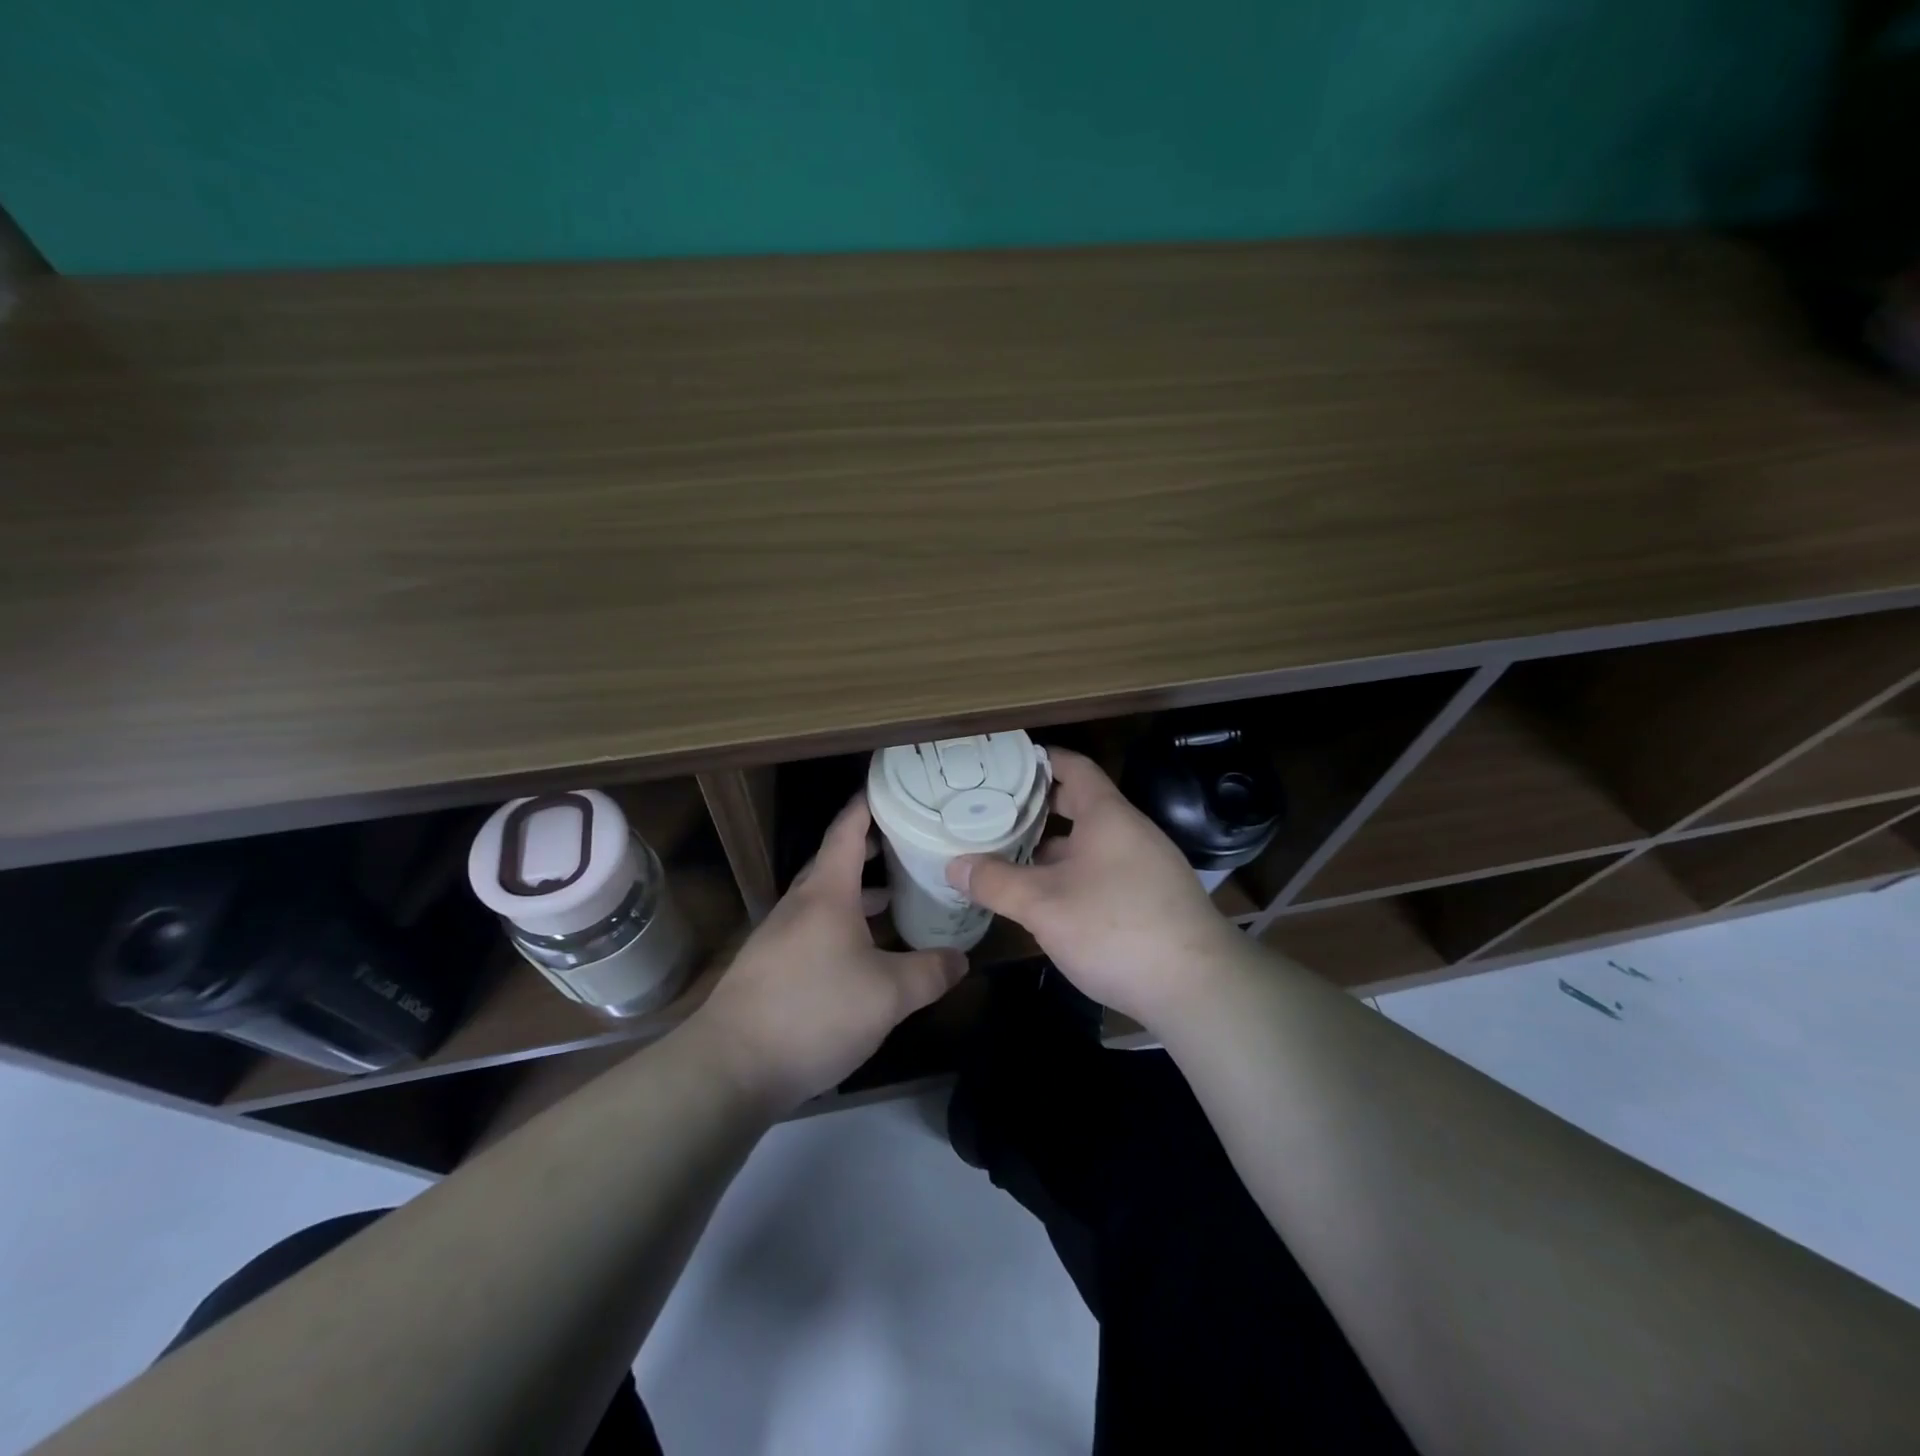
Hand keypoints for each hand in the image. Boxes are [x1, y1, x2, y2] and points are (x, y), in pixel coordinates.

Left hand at [694, 796, 967, 1113]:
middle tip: (912, 843)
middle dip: (873, 848)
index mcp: (826, 893)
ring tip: (898, 896)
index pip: (847, 830)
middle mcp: (800, 904)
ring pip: (827, 898)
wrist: (731, 1067)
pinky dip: (845, 923)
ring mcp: (781, 935)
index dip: (869, 804)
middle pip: (837, 861)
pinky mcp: (772, 966)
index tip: (893, 787)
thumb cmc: (814, 1012)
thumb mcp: (888, 994)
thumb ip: (930, 972)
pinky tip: (865, 952)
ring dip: (860, 891)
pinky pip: (816, 927)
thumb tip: (961, 958)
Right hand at [946, 748, 1244, 1029]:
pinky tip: (1045, 899)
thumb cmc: (1116, 929)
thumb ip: (996, 882)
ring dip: (1049, 848)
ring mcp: (1144, 867)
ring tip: (1005, 856)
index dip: (1037, 759)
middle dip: (1035, 809)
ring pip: (1087, 844)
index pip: (1072, 766)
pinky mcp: (1150, 900)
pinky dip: (1069, 875)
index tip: (1000, 764)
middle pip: (1078, 804)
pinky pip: (1101, 871)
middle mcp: (1129, 832)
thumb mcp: (1044, 906)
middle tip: (990, 813)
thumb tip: (953, 864)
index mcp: (1107, 815)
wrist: (1198, 989)